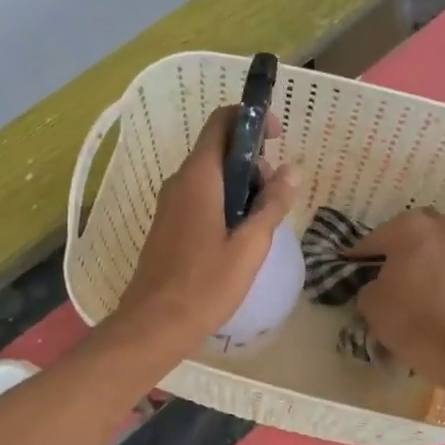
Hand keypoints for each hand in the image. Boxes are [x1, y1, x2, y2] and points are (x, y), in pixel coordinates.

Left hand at [115, 104, 298, 346]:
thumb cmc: (205, 286)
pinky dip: (224, 204)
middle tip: (273, 198)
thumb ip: (272, 205)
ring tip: (259, 225)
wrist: (153, 325)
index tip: (277, 139)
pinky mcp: (168, 226)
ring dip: (240, 188)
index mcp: (198, 178)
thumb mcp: (249, 246)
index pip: (222, 122)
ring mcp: (170, 205)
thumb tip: (291, 170)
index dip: (251, 120)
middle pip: (219, 150)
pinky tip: (237, 240)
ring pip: (210, 177)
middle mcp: (179, 182)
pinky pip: (199, 199)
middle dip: (252, 162)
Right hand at [354, 211, 444, 374]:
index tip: (350, 267)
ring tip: (412, 283)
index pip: (373, 239)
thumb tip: (378, 284)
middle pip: (412, 233)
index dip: (358, 256)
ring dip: (423, 259)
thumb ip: (369, 283)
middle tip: (385, 269)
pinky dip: (442, 277)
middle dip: (398, 246)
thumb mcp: (369, 301)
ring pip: (437, 248)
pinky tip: (433, 297)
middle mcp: (441, 229)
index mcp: (409, 228)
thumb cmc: (407, 317)